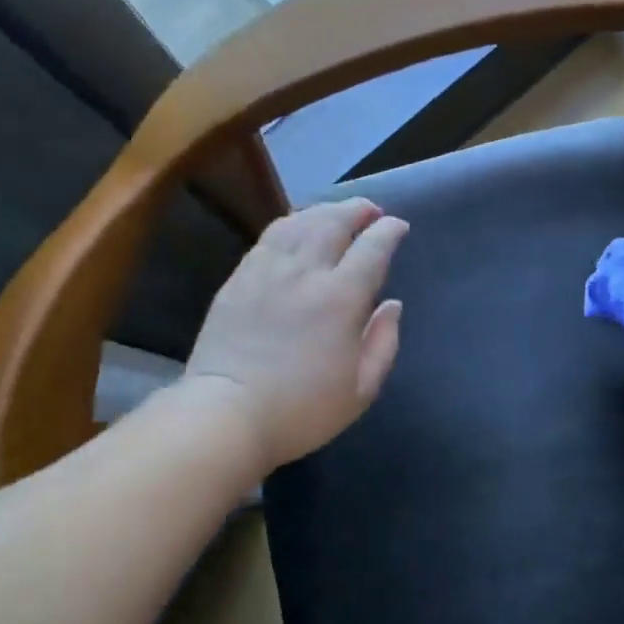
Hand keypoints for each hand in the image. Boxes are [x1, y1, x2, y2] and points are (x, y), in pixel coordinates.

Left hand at [182, 199, 406, 470]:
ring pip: (299, 221)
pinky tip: (296, 229)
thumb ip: (383, 342)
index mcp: (341, 298)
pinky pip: (269, 237)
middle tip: (370, 210)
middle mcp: (305, 272)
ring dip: (324, 210)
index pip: (372, 247)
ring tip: (336, 213)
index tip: (398, 227)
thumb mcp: (361, 390)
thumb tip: (392, 305)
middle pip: (334, 221)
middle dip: (357, 209)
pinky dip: (291, 224)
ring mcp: (267, 271)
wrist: (226, 414)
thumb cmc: (301, 410)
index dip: (389, 231)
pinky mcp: (239, 278)